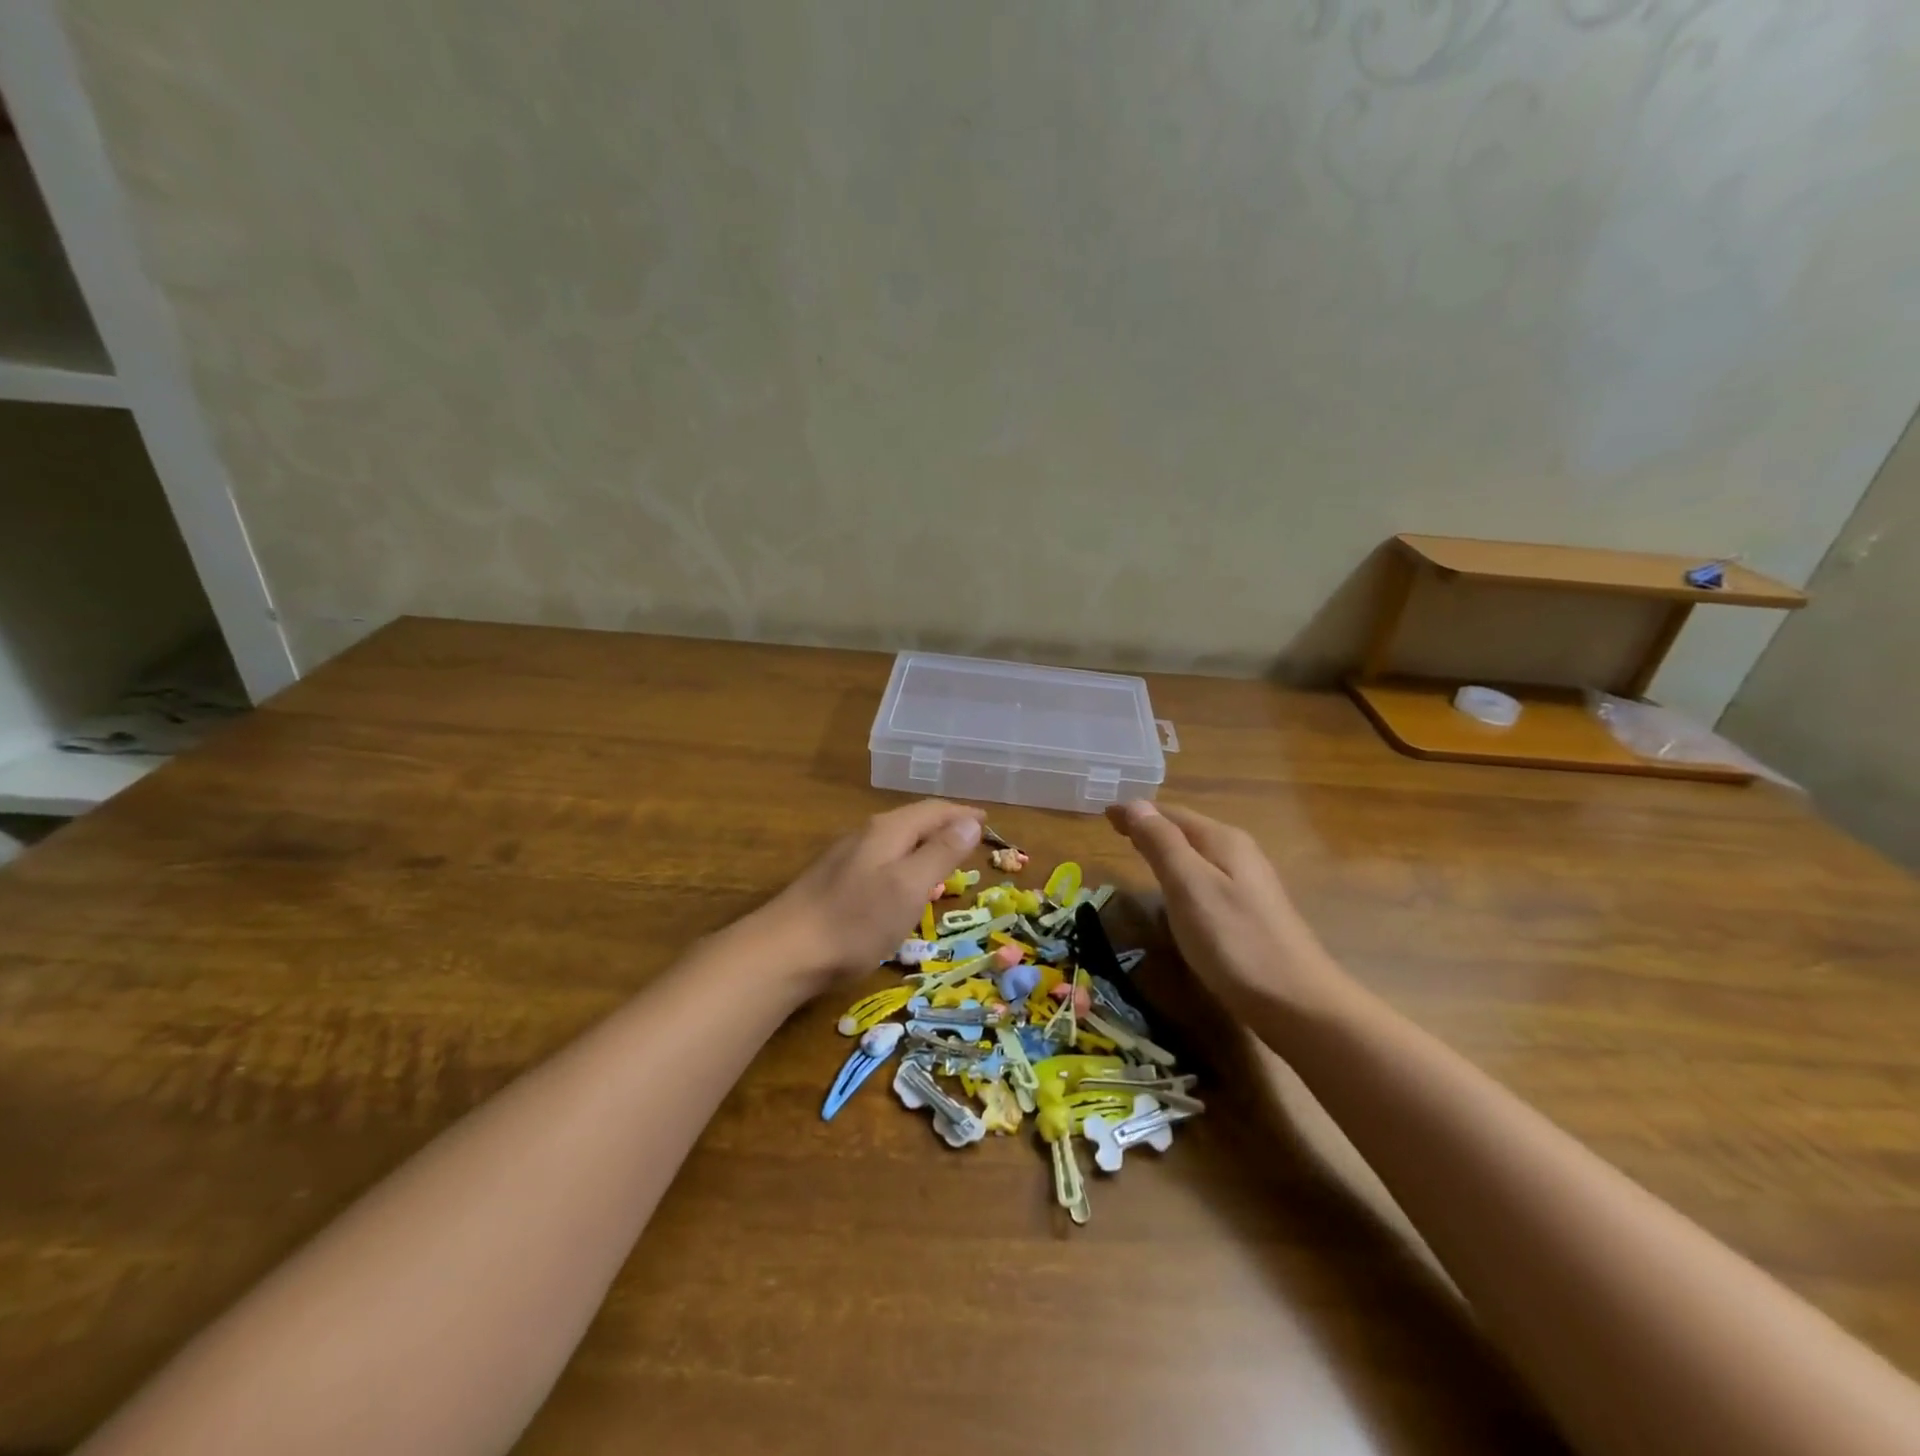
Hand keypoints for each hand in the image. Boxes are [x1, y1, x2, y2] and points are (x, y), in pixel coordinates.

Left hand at [753, 800, 984, 994]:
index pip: (934, 810)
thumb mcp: (908, 887)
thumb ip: (940, 852)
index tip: (988, 820)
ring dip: (924, 844)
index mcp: (887, 830)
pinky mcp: (833, 881)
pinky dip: (904, 863)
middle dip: (944, 826)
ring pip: (896, 841)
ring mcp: (846, 857)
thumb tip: (970, 821)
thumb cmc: (855, 921)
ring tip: (944, 858)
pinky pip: (881, 860)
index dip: (963, 814)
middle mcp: (866, 835)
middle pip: (913, 821)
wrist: (784, 952)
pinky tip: (902, 884)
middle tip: (971, 839)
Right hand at [1105, 800, 1351, 1022]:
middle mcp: (1239, 854)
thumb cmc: (1235, 941)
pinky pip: (1206, 879)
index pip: (1170, 814)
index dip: (1137, 812)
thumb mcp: (1189, 887)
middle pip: (1186, 830)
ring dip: (1166, 849)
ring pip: (1197, 855)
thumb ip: (1161, 844)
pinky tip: (1175, 891)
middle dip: (1151, 827)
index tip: (1104, 814)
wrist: (1298, 1003)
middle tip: (1115, 830)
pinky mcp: (1250, 913)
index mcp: (1222, 841)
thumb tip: (1135, 804)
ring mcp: (1249, 884)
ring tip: (1138, 853)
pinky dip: (1182, 873)